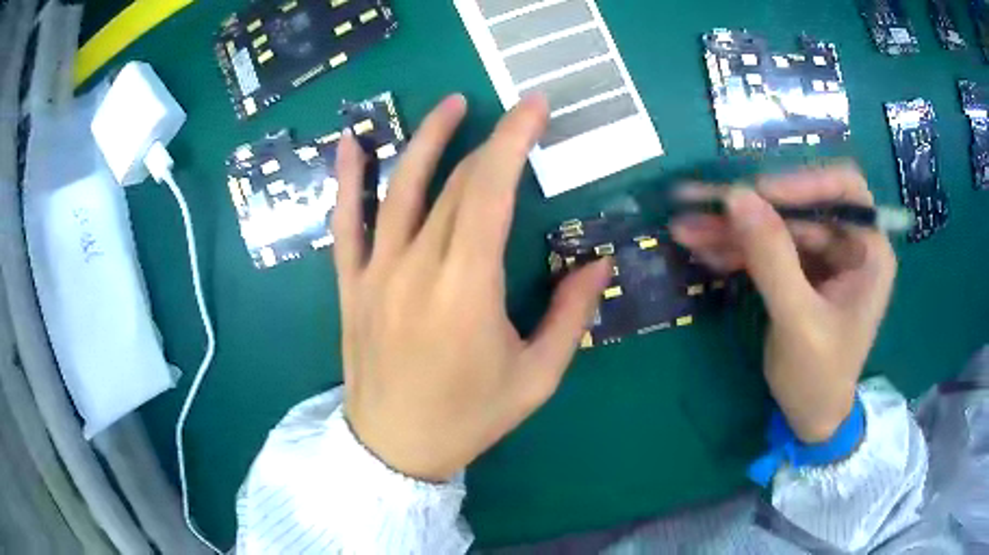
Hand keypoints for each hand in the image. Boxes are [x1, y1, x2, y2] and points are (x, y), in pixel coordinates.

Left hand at [332, 94, 611, 480]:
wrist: (396, 447)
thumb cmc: (470, 417)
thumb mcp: (537, 377)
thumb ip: (571, 316)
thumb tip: (600, 263)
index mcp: (466, 289)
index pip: (490, 191)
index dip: (513, 140)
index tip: (533, 106)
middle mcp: (416, 268)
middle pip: (454, 186)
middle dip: (488, 142)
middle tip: (514, 115)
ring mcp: (375, 273)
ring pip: (399, 190)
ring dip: (425, 140)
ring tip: (449, 104)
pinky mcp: (351, 285)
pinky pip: (344, 224)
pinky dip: (346, 181)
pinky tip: (351, 144)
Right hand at [670, 164, 896, 442]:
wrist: (810, 417)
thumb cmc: (819, 378)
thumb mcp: (798, 322)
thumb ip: (773, 259)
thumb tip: (737, 196)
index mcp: (869, 251)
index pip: (843, 189)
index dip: (803, 181)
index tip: (758, 192)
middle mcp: (847, 243)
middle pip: (799, 205)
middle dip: (751, 207)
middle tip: (701, 203)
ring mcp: (821, 256)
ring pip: (775, 224)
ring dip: (733, 227)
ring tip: (687, 228)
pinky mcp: (798, 270)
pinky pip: (765, 247)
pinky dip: (735, 247)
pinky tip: (703, 249)